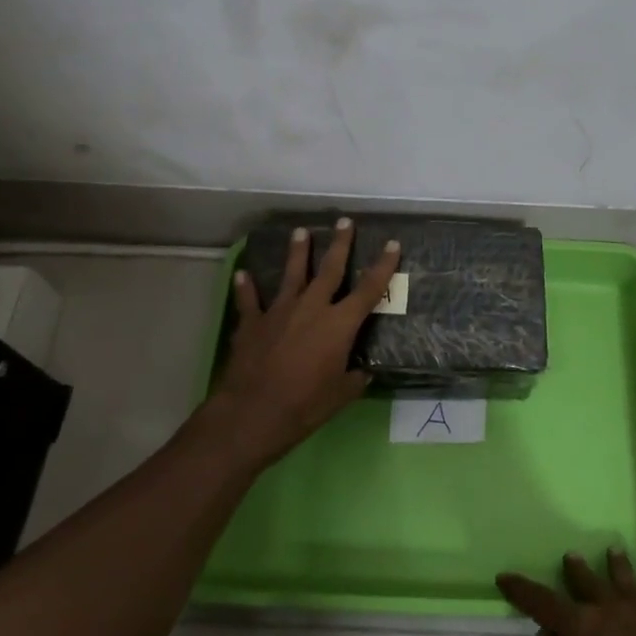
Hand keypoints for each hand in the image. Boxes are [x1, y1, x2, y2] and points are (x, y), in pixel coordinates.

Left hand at [213, 217, 402, 466]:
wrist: (252, 413)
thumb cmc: (305, 405)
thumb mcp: (341, 395)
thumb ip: (354, 378)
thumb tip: (362, 372)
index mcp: (339, 324)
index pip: (369, 289)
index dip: (383, 266)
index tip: (393, 244)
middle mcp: (312, 308)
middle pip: (329, 269)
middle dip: (340, 244)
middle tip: (344, 221)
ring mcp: (279, 312)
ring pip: (291, 274)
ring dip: (298, 252)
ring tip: (301, 231)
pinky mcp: (252, 323)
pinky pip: (249, 300)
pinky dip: (246, 286)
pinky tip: (242, 273)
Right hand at [498, 549, 635, 635]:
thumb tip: (550, 634)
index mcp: (580, 629)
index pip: (542, 602)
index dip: (521, 589)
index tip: (505, 577)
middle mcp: (607, 610)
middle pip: (586, 581)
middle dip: (575, 570)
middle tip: (570, 557)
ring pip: (622, 578)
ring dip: (615, 564)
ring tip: (612, 551)